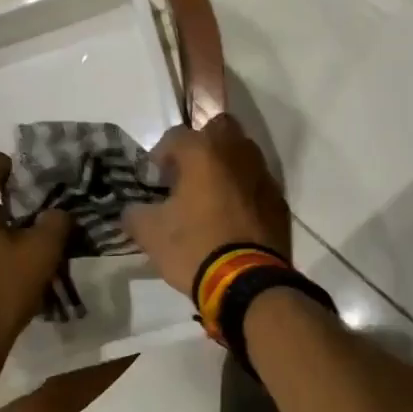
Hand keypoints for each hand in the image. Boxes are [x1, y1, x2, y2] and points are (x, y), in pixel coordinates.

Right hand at [124, 114, 291, 296]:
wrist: (248, 283)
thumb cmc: (194, 247)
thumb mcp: (150, 233)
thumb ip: (135, 213)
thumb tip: (133, 210)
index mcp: (202, 152)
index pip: (175, 135)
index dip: (160, 155)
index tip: (155, 181)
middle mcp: (236, 152)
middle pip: (218, 128)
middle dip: (201, 145)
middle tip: (187, 174)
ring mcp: (262, 175)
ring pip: (242, 152)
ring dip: (225, 165)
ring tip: (210, 195)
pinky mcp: (278, 200)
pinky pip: (257, 182)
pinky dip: (244, 190)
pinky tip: (232, 216)